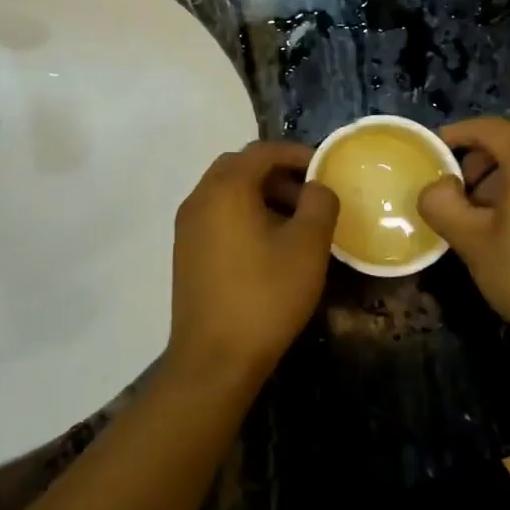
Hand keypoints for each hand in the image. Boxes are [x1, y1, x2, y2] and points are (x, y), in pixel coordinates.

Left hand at [167, 142, 339, 386]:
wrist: (214, 358)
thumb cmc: (266, 296)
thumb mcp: (308, 246)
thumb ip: (319, 203)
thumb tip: (317, 186)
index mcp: (225, 188)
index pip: (261, 151)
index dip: (296, 153)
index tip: (324, 167)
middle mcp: (199, 198)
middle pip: (239, 167)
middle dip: (277, 173)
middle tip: (309, 195)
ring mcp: (187, 226)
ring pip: (226, 191)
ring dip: (260, 194)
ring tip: (294, 223)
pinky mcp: (185, 251)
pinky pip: (216, 215)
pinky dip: (243, 214)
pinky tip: (267, 245)